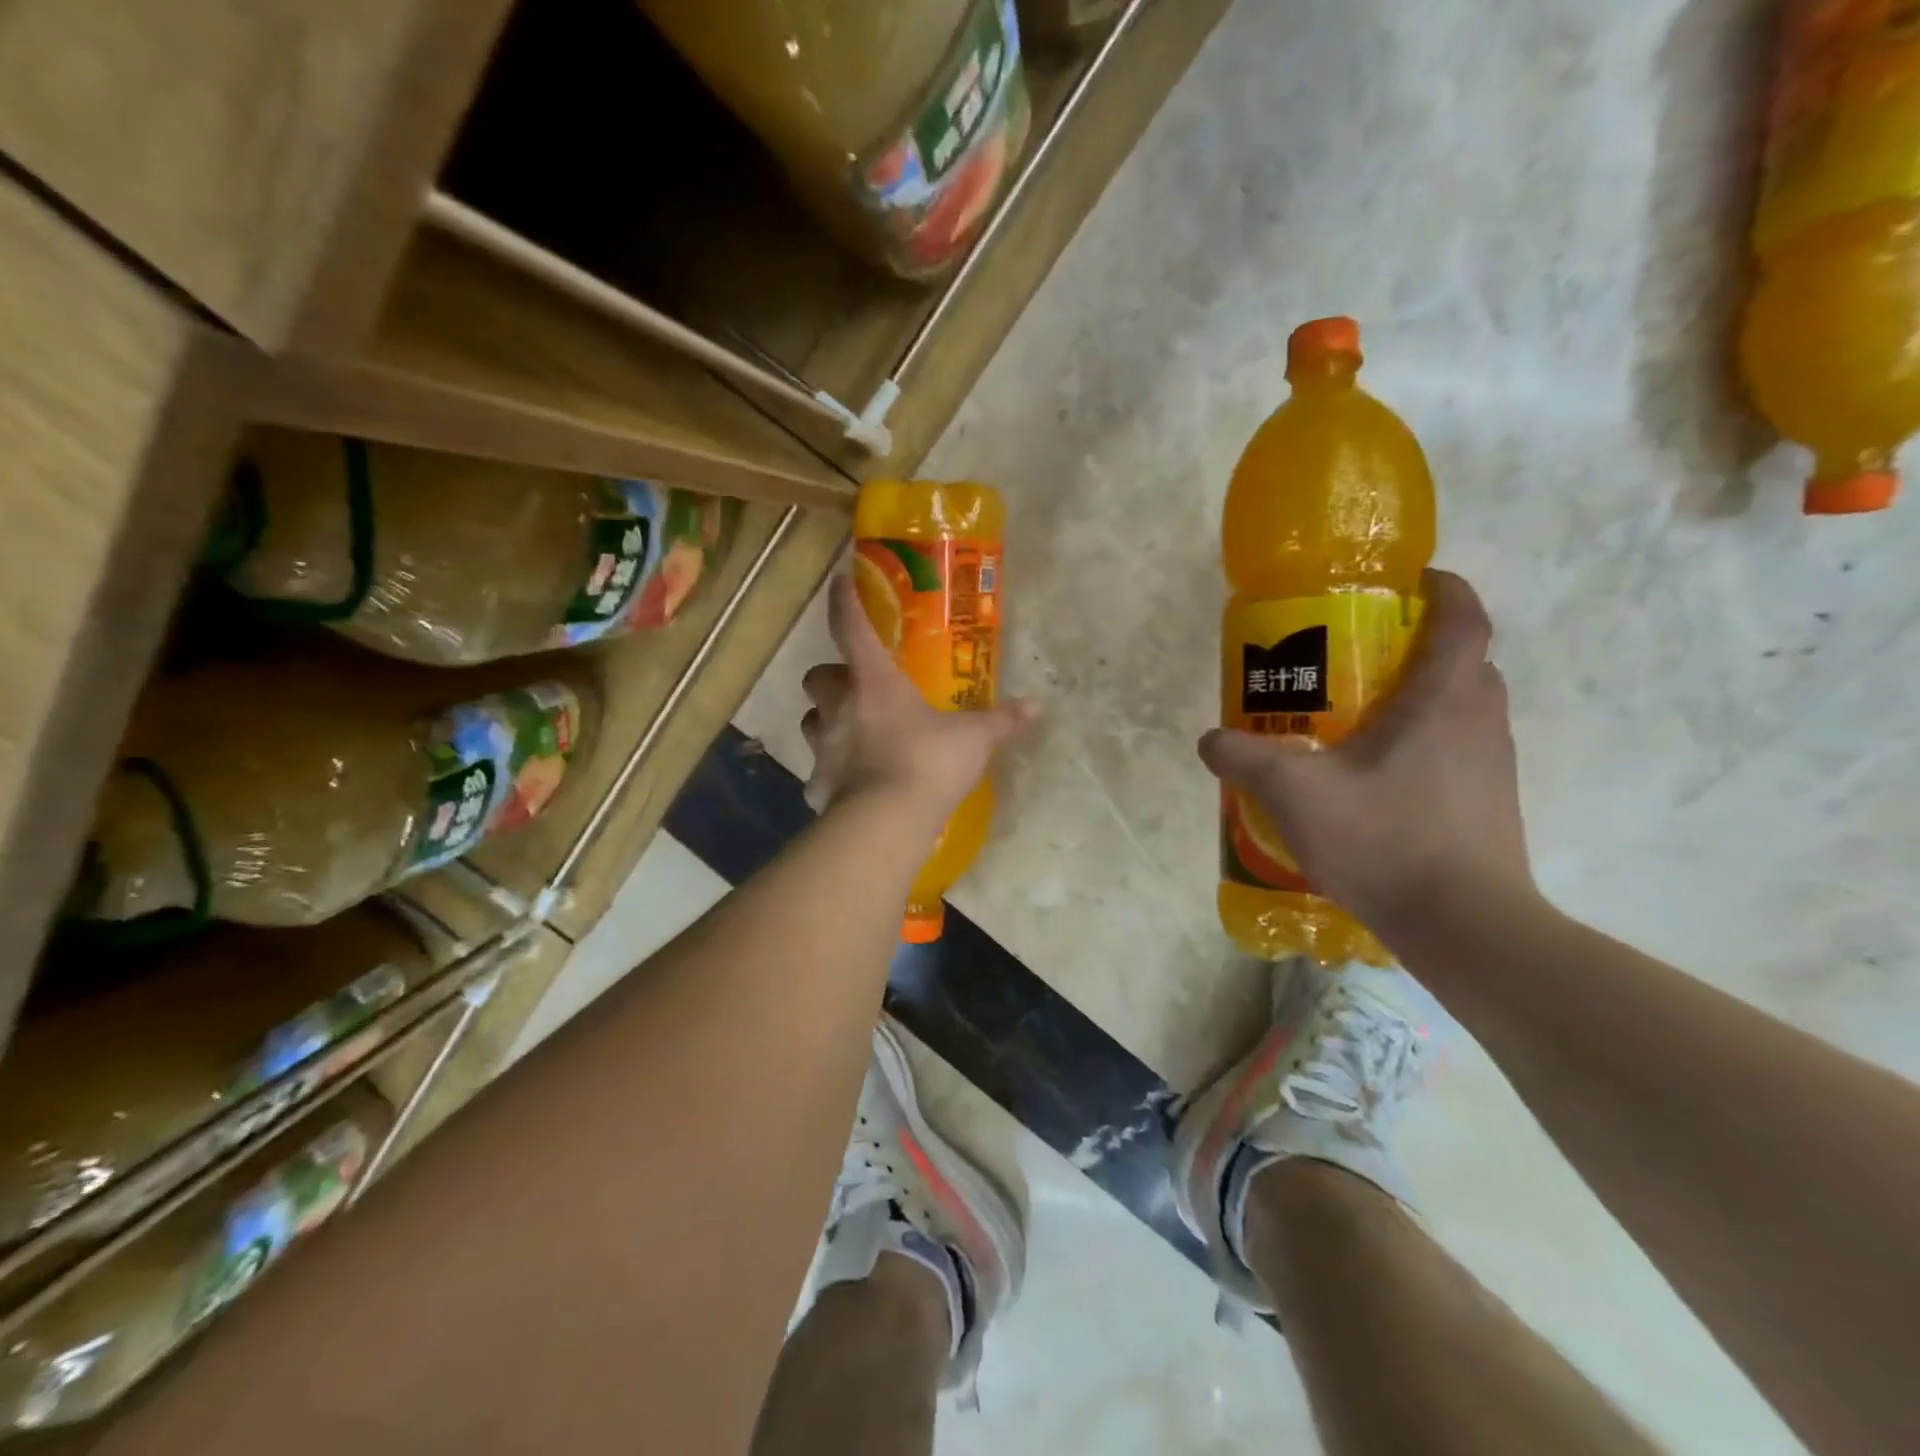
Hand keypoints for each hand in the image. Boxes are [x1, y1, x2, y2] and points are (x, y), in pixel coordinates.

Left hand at [801, 572, 1036, 821]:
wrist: (888, 821)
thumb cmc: (928, 762)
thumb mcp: (974, 739)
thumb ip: (1002, 720)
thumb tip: (1037, 706)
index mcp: (873, 683)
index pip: (851, 628)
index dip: (845, 602)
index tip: (840, 580)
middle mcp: (839, 708)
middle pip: (816, 677)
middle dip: (831, 678)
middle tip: (857, 688)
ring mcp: (824, 747)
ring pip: (811, 720)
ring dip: (826, 720)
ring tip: (852, 733)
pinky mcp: (818, 784)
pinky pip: (818, 772)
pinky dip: (831, 774)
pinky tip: (851, 784)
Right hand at [1197, 570, 1531, 930]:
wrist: (1466, 926)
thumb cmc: (1385, 839)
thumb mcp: (1296, 794)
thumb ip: (1246, 759)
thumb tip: (1210, 739)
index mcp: (1443, 699)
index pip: (1463, 617)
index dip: (1443, 589)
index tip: (1409, 583)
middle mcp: (1480, 721)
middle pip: (1459, 661)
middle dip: (1415, 648)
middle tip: (1357, 660)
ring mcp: (1492, 766)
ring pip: (1459, 709)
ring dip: (1418, 701)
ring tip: (1356, 721)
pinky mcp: (1490, 804)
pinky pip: (1456, 751)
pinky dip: (1421, 746)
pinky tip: (1374, 782)